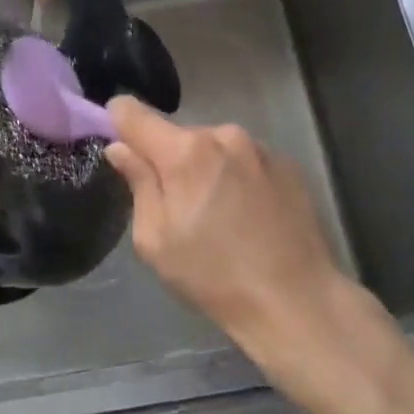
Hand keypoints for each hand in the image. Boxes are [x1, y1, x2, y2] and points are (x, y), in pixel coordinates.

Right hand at [105, 98, 378, 397]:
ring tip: (218, 216)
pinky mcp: (288, 165)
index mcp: (185, 151)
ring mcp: (261, 148)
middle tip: (177, 208)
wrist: (296, 300)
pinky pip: (245, 160)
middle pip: (177, 135)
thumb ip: (138, 184)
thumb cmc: (213, 276)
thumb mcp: (156, 240)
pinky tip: (248, 217)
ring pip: (213, 148)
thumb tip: (121, 148)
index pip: (132, 112)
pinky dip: (236, 178)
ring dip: (205, 169)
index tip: (120, 149)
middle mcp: (224, 135)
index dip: (118, 124)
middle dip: (169, 160)